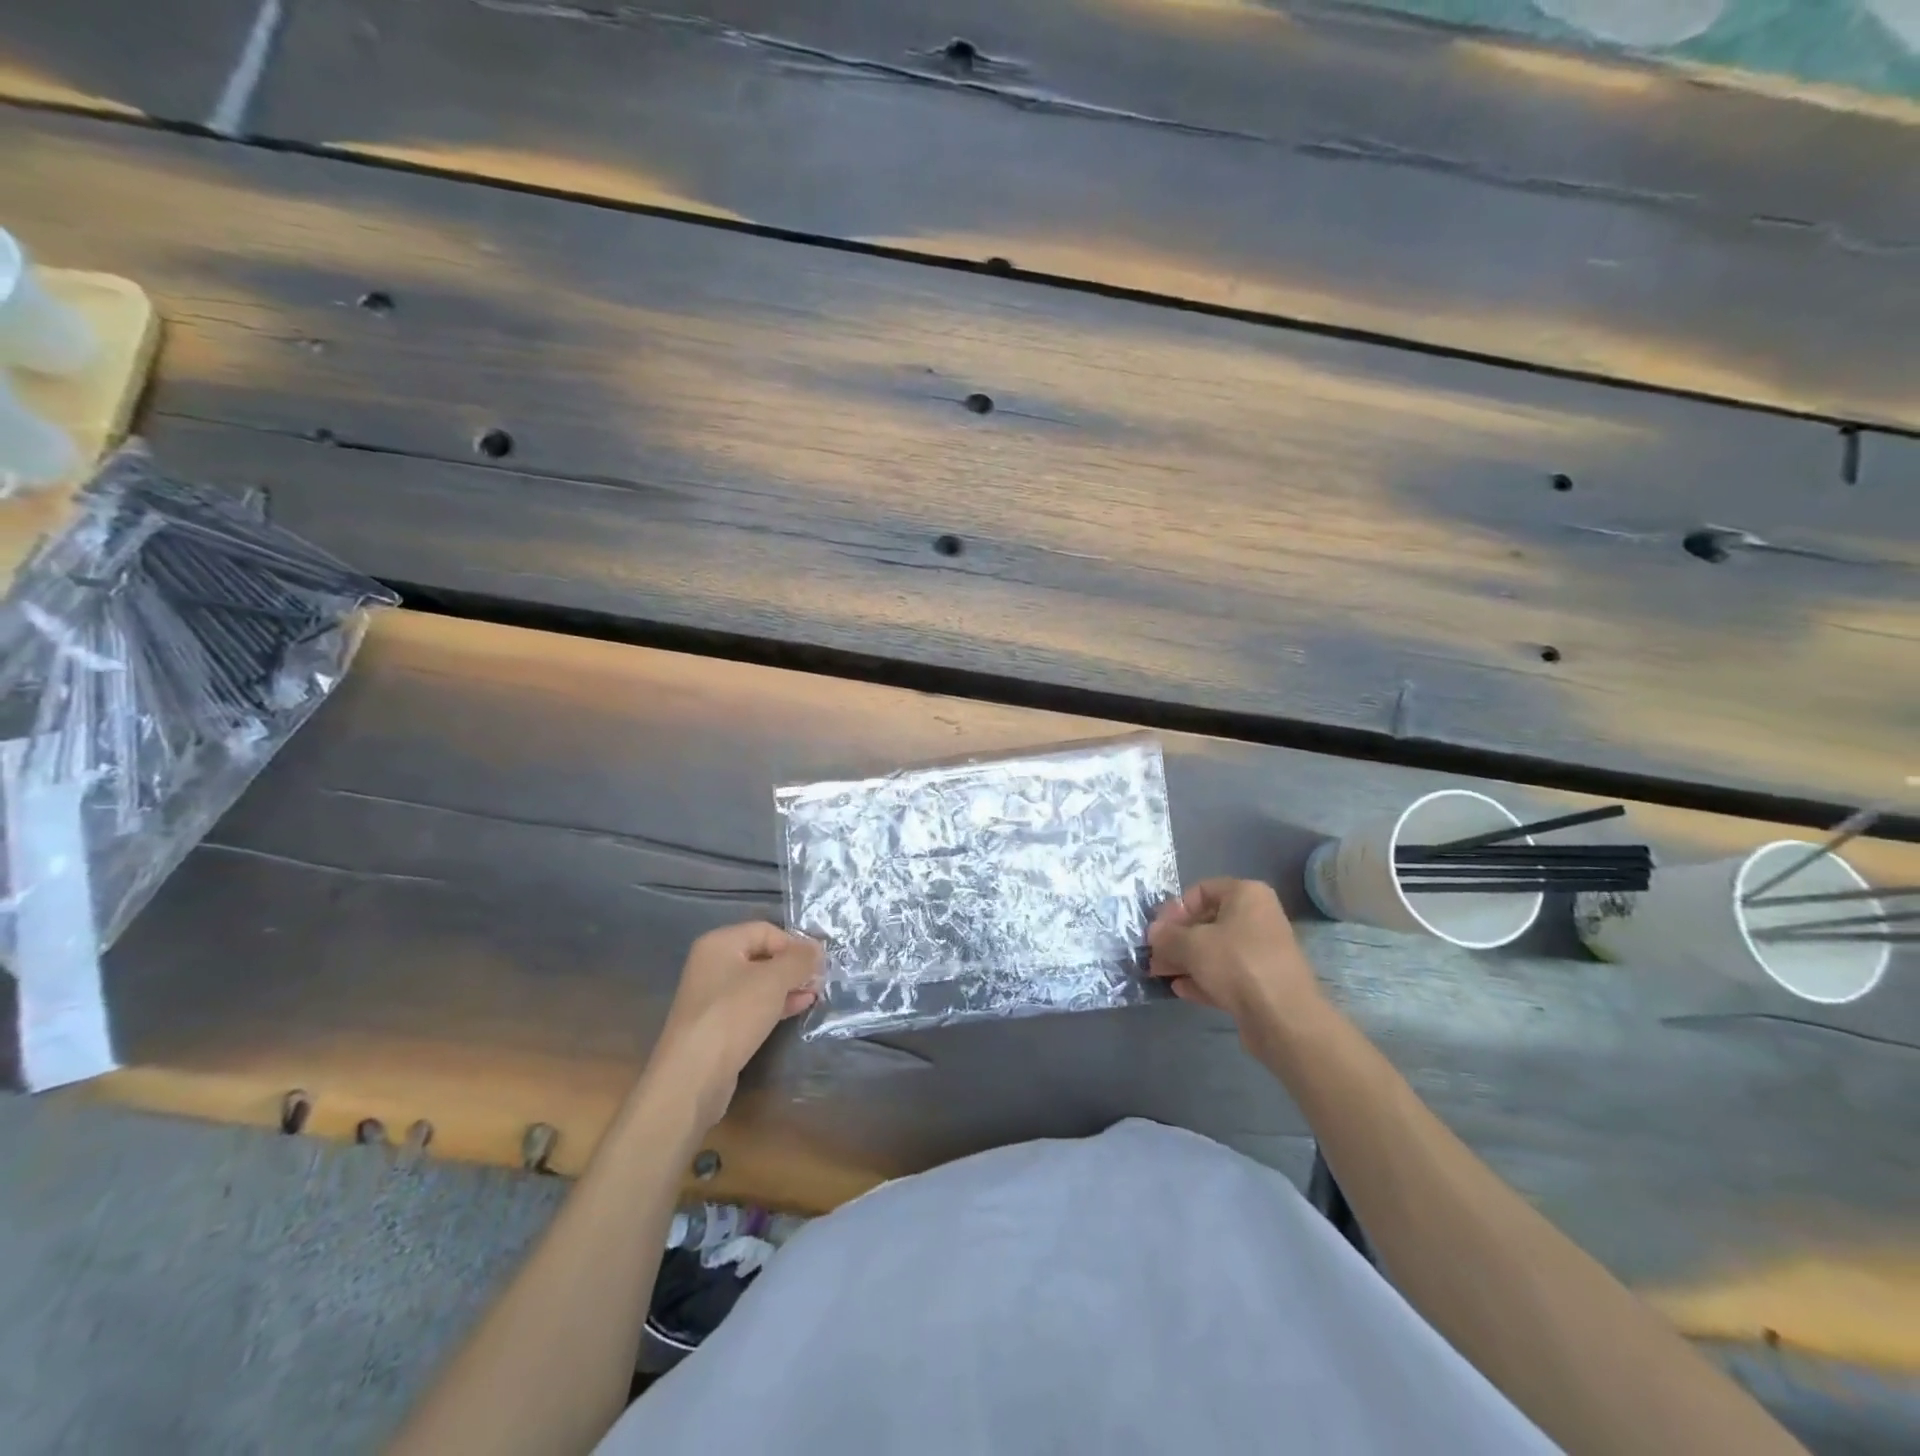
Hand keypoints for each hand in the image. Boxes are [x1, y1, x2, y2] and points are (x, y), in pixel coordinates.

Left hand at [648, 922, 822, 1128]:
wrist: (693, 1076)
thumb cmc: (733, 1015)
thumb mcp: (774, 980)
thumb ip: (799, 960)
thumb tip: (817, 949)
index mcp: (719, 943)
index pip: (766, 931)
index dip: (795, 943)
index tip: (820, 961)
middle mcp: (712, 965)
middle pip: (762, 955)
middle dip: (793, 966)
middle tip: (821, 979)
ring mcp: (713, 997)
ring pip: (759, 982)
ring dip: (789, 985)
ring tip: (815, 994)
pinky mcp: (718, 1025)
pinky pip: (752, 1005)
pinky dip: (776, 1003)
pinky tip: (799, 1007)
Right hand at [1148, 879, 1325, 1049]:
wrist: (1283, 1018)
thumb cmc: (1237, 964)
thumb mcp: (1191, 944)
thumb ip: (1166, 936)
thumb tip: (1154, 933)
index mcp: (1247, 895)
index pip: (1202, 890)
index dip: (1175, 909)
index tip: (1157, 930)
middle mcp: (1258, 917)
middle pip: (1207, 922)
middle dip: (1177, 939)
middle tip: (1153, 954)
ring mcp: (1262, 952)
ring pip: (1215, 950)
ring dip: (1186, 960)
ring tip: (1159, 973)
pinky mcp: (1262, 982)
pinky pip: (1226, 973)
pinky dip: (1203, 978)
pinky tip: (1180, 989)